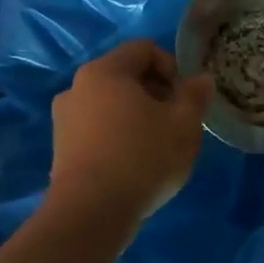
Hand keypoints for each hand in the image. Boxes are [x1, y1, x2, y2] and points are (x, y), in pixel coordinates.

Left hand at [46, 40, 213, 221]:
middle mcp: (78, 87)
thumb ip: (196, 95)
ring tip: (158, 146)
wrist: (91, 213)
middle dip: (158, 93)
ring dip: (139, 116)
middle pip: (127, 76)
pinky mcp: (61, 148)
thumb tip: (201, 79)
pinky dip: (120, 135)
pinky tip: (136, 163)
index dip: (173, 68)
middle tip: (177, 123)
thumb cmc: (143, 157)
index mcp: (105, 72)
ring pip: (113, 104)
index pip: (145, 49)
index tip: (185, 99)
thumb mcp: (185, 124)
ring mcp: (64, 119)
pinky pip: (99, 127)